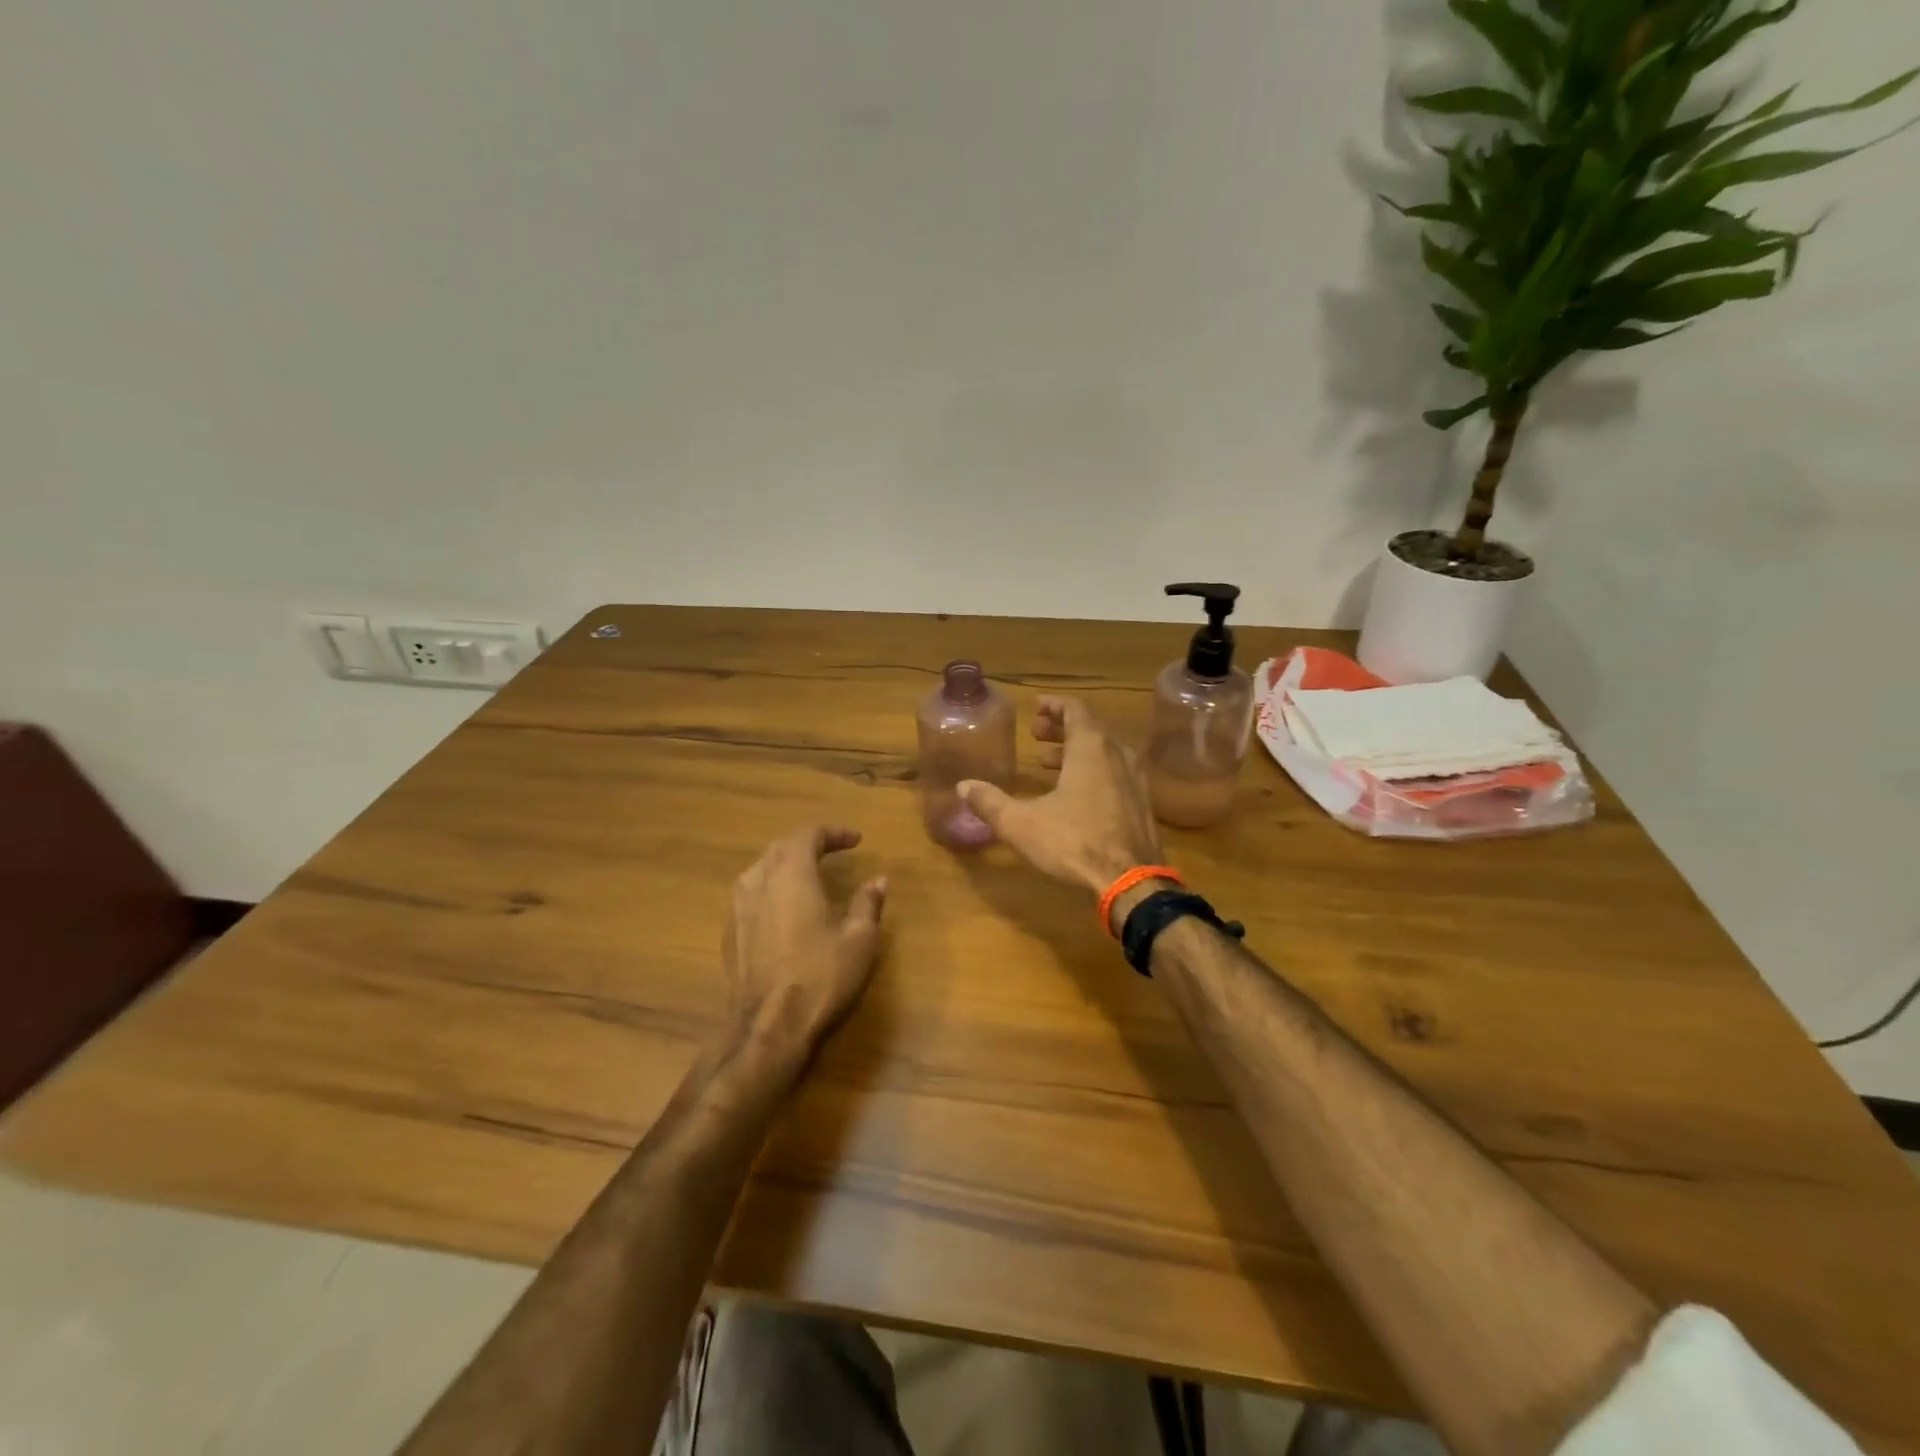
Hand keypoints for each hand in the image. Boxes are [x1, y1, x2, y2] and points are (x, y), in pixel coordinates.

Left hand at [722, 827, 887, 1067]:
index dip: (833, 833)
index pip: (808, 834)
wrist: (768, 1028)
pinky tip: (784, 908)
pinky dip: (771, 889)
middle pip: (780, 847)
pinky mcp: (729, 934)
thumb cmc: (820, 977)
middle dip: (808, 843)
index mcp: (790, 874)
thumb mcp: (859, 940)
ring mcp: (737, 908)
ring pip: (760, 869)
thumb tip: (877, 881)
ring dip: (785, 864)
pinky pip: (750, 895)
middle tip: (833, 850)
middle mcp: (757, 881)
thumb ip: (867, 904)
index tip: (856, 840)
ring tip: (808, 873)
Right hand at [958, 697, 1162, 901]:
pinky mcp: (1142, 803)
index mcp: (1091, 747)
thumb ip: (990, 802)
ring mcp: (1135, 779)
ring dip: (1075, 750)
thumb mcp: (1021, 823)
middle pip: (1090, 728)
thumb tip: (963, 786)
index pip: (1075, 709)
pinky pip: (1115, 772)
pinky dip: (1092, 769)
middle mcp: (1117, 754)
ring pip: (1104, 751)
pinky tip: (1074, 793)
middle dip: (1061, 728)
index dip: (1054, 705)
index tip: (1035, 706)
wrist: (1131, 881)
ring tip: (1048, 761)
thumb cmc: (1074, 842)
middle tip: (1036, 734)